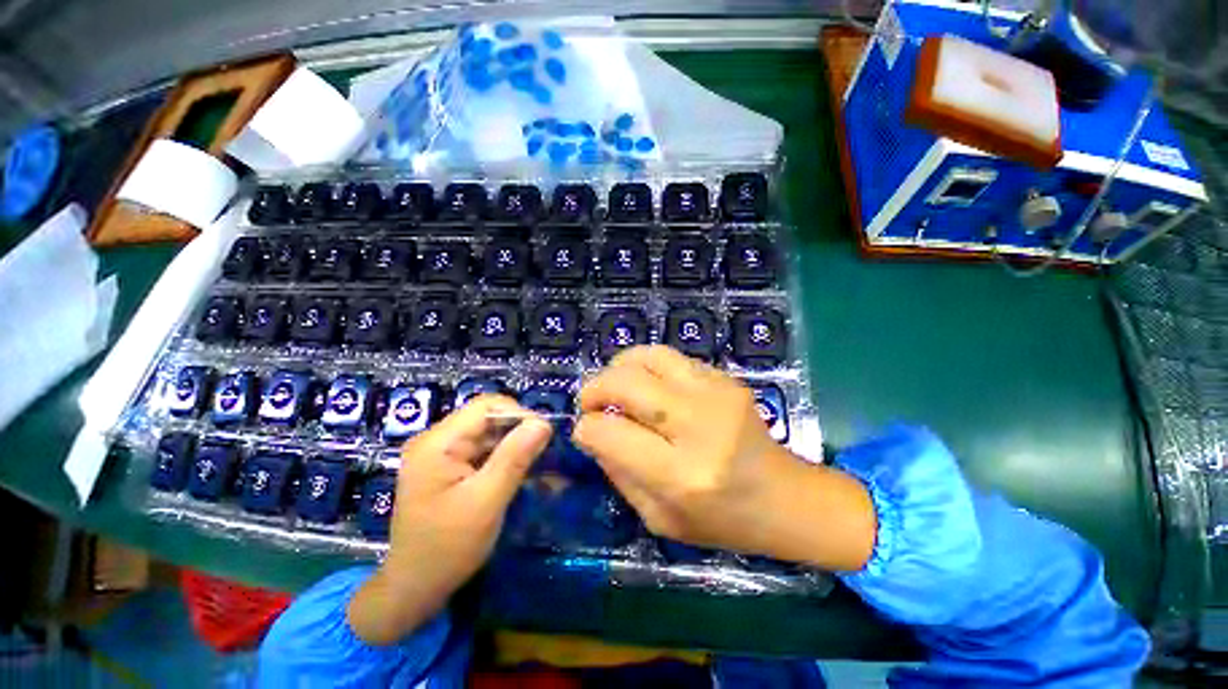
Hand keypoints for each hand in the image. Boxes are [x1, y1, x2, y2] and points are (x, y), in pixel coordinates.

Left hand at [347, 395, 552, 644]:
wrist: (414, 590)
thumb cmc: (447, 548)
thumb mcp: (486, 501)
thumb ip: (515, 458)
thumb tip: (543, 423)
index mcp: (437, 443)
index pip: (485, 406)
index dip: (519, 414)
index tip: (543, 436)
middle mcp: (436, 441)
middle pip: (487, 418)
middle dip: (518, 432)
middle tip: (543, 454)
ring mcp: (441, 454)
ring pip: (489, 434)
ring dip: (514, 446)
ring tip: (537, 465)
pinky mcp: (448, 468)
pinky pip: (483, 451)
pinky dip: (504, 459)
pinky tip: (519, 474)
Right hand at [572, 345, 875, 570]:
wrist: (786, 497)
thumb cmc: (722, 520)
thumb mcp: (659, 518)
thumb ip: (619, 473)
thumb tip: (593, 433)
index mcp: (681, 474)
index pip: (610, 433)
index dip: (587, 428)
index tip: (585, 431)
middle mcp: (698, 424)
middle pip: (627, 383)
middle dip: (595, 388)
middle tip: (590, 401)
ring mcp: (716, 393)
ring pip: (649, 356)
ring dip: (619, 367)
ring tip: (615, 385)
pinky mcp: (726, 378)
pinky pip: (672, 357)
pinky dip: (647, 367)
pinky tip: (648, 386)